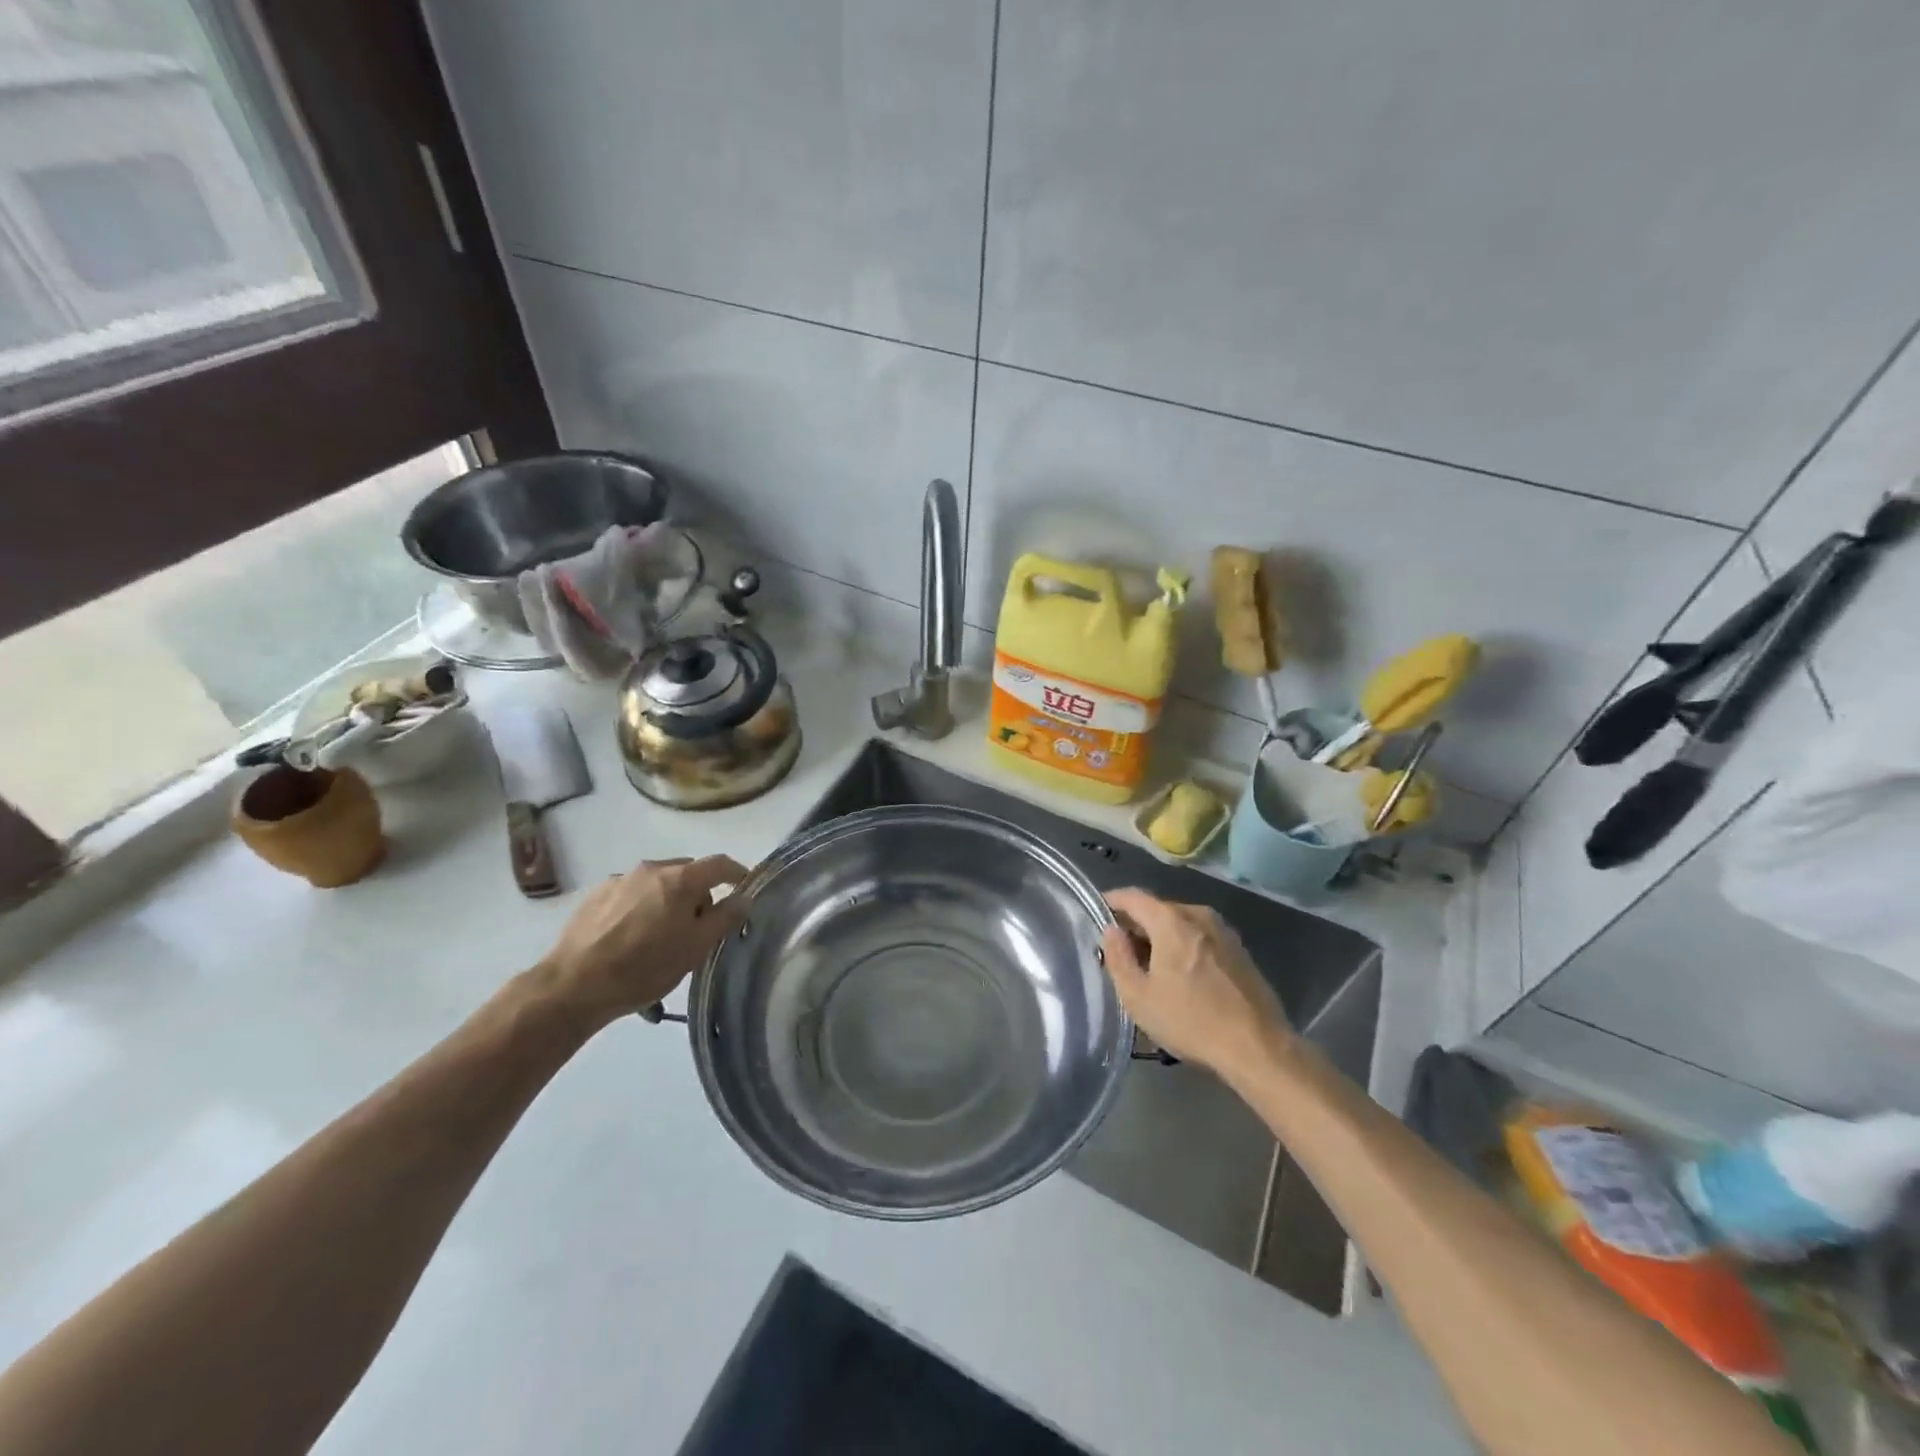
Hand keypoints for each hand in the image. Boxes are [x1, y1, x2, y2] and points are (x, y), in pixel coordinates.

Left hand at [538, 856, 747, 1026]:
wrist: (572, 986)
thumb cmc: (644, 967)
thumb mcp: (695, 948)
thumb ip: (725, 918)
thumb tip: (744, 897)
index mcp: (680, 879)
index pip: (720, 863)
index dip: (737, 872)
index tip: (744, 887)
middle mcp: (651, 870)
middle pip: (687, 872)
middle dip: (698, 893)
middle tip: (697, 926)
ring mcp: (620, 880)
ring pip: (657, 883)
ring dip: (668, 900)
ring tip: (660, 935)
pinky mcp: (595, 895)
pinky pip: (631, 893)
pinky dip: (641, 906)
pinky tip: (630, 936)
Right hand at [1100, 889, 1293, 1082]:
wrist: (1257, 1046)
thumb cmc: (1190, 1020)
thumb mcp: (1138, 997)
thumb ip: (1118, 958)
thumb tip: (1111, 931)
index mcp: (1171, 920)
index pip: (1132, 897)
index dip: (1111, 902)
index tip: (1097, 914)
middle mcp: (1198, 915)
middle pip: (1158, 909)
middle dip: (1136, 924)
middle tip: (1121, 950)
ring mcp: (1223, 931)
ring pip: (1181, 923)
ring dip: (1162, 937)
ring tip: (1150, 965)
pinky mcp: (1240, 950)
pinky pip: (1201, 937)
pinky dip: (1184, 946)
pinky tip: (1182, 975)